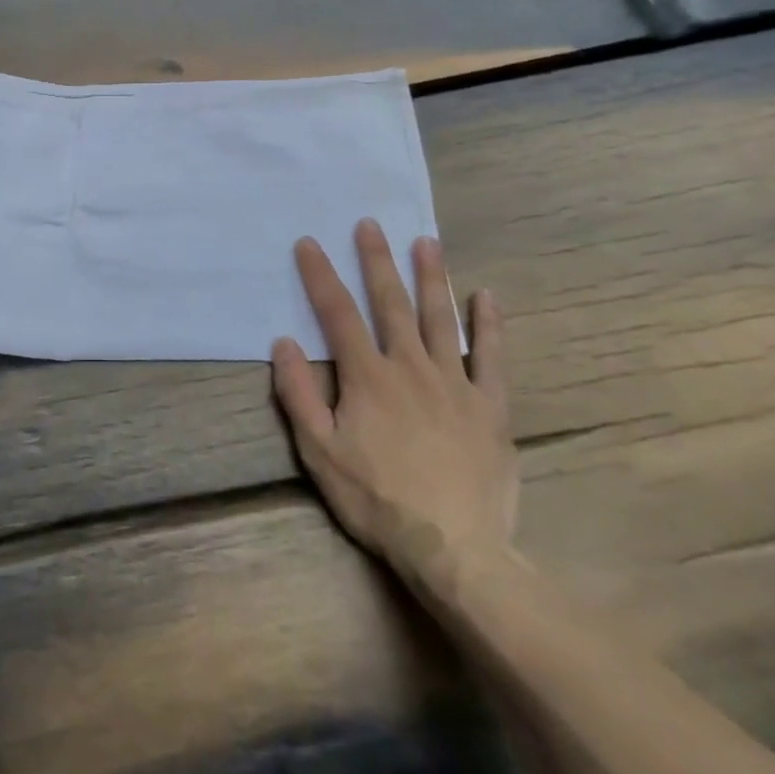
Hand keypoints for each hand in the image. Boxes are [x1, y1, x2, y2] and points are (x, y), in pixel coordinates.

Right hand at [271, 221, 515, 599]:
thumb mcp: (319, 452)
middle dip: (377, 261)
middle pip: (391, 303)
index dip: (320, 275)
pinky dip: (489, 324)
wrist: (455, 549)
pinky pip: (491, 357)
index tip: (309, 242)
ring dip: (431, 277)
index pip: (337, 313)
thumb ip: (299, 394)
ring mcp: (455, 383)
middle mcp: (410, 366)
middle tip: (370, 224)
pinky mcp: (489, 406)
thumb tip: (283, 342)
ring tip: (426, 241)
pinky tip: (486, 296)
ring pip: (440, 318)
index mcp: (367, 376)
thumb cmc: (377, 499)